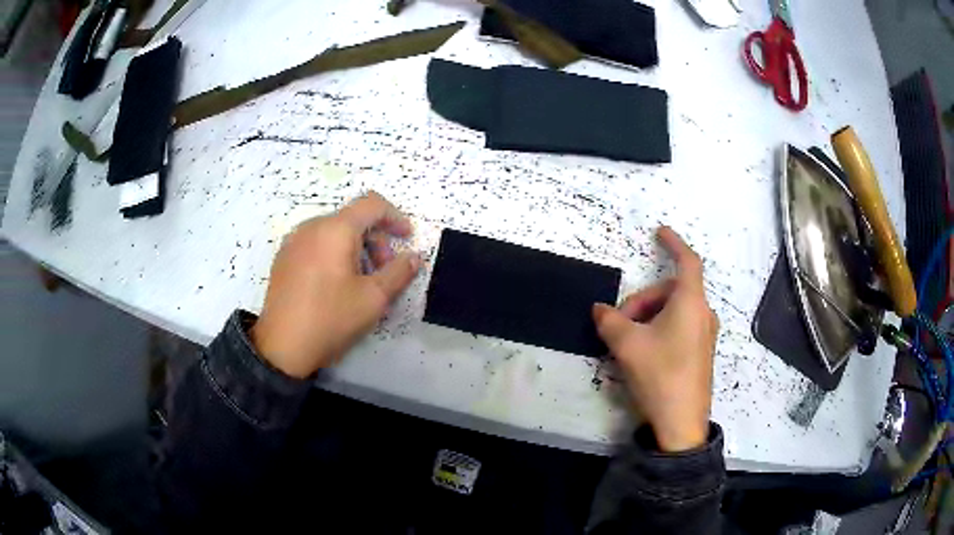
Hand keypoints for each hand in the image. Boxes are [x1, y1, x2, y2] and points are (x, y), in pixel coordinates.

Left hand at [251, 191, 421, 378]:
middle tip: (383, 271)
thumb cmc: (331, 319)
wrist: (282, 347)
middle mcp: (311, 226)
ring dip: (355, 248)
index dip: (395, 217)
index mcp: (335, 229)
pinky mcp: (283, 258)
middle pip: (352, 219)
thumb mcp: (374, 299)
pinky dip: (334, 253)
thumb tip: (413, 256)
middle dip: (375, 240)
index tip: (407, 238)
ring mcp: (293, 242)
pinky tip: (335, 284)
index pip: (372, 204)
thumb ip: (399, 272)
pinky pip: (316, 244)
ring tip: (360, 281)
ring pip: (333, 232)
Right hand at [592, 227, 718, 451]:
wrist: (682, 422)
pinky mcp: (701, 352)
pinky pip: (680, 326)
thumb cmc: (660, 375)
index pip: (687, 261)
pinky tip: (643, 352)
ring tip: (627, 342)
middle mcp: (703, 314)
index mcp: (691, 303)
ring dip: (649, 316)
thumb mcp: (628, 345)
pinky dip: (659, 328)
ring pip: (674, 310)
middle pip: (672, 290)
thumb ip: (610, 321)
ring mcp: (704, 334)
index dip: (674, 243)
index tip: (659, 232)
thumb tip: (599, 309)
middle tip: (619, 323)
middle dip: (642, 300)